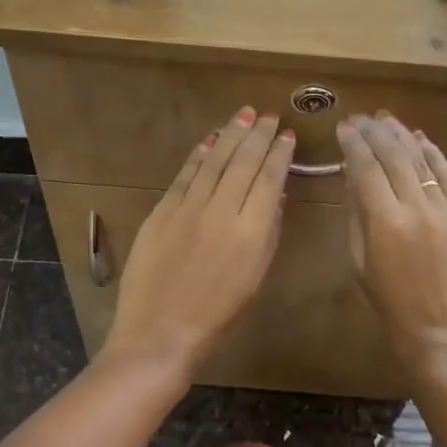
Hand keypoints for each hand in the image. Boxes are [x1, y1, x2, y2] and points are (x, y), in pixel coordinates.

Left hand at [102, 107, 294, 381]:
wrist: (159, 332)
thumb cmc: (216, 315)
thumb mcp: (255, 278)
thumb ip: (268, 233)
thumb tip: (275, 195)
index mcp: (251, 231)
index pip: (269, 179)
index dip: (279, 154)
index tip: (287, 135)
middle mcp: (221, 210)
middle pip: (243, 162)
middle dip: (258, 135)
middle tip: (268, 115)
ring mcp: (188, 207)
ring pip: (214, 161)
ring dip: (231, 135)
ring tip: (244, 115)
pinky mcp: (162, 211)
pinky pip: (185, 174)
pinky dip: (200, 154)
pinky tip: (211, 140)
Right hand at [338, 113, 446, 379]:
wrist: (442, 337)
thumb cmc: (390, 305)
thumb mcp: (359, 262)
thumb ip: (356, 215)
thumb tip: (352, 175)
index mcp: (385, 224)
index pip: (365, 168)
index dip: (353, 144)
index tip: (343, 127)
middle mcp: (418, 209)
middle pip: (394, 156)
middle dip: (375, 132)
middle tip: (362, 118)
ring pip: (423, 161)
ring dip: (403, 136)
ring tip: (387, 120)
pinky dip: (435, 155)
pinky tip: (420, 139)